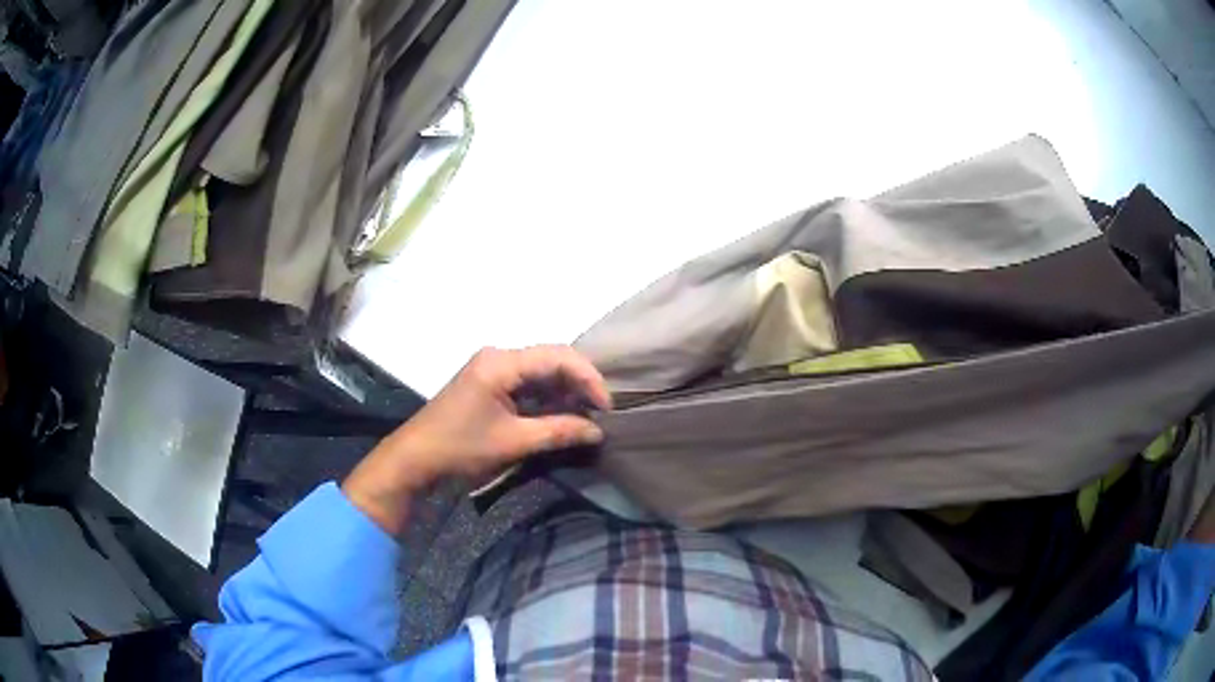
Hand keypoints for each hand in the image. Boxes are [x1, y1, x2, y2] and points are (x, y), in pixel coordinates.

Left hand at [343, 346, 611, 533]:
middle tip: (601, 411)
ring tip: (587, 415)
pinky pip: (526, 382)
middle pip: (551, 359)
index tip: (606, 407)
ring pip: (541, 370)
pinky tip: (562, 414)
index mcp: (501, 362)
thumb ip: (558, 431)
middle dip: (579, 383)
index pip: (558, 356)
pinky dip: (547, 397)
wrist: (414, 459)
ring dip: (565, 391)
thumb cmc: (461, 448)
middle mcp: (498, 356)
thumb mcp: (513, 442)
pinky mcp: (489, 383)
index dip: (588, 378)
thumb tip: (597, 431)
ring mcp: (491, 369)